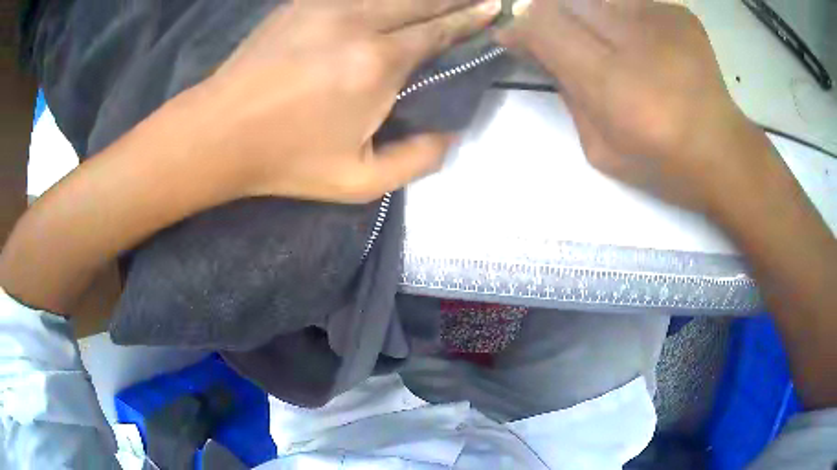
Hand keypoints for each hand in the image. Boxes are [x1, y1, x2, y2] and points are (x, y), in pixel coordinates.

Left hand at [198, 0, 500, 202]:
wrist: (219, 132)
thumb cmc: (285, 160)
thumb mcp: (358, 181)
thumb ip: (416, 160)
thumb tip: (449, 133)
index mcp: (377, 64)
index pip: (438, 31)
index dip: (469, 19)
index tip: (492, 9)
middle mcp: (358, 23)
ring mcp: (326, 7)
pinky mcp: (301, 4)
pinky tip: (392, 2)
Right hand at [498, 0, 765, 212]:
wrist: (724, 152)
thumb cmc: (663, 163)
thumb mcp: (600, 148)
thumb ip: (567, 93)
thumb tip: (540, 52)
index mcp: (614, 85)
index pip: (544, 26)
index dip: (521, 27)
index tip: (515, 38)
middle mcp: (637, 40)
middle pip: (565, 0)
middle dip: (548, 15)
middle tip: (556, 38)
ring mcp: (662, 20)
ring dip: (583, 14)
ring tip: (600, 41)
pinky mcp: (679, 14)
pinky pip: (628, 1)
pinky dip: (618, 15)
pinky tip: (636, 41)